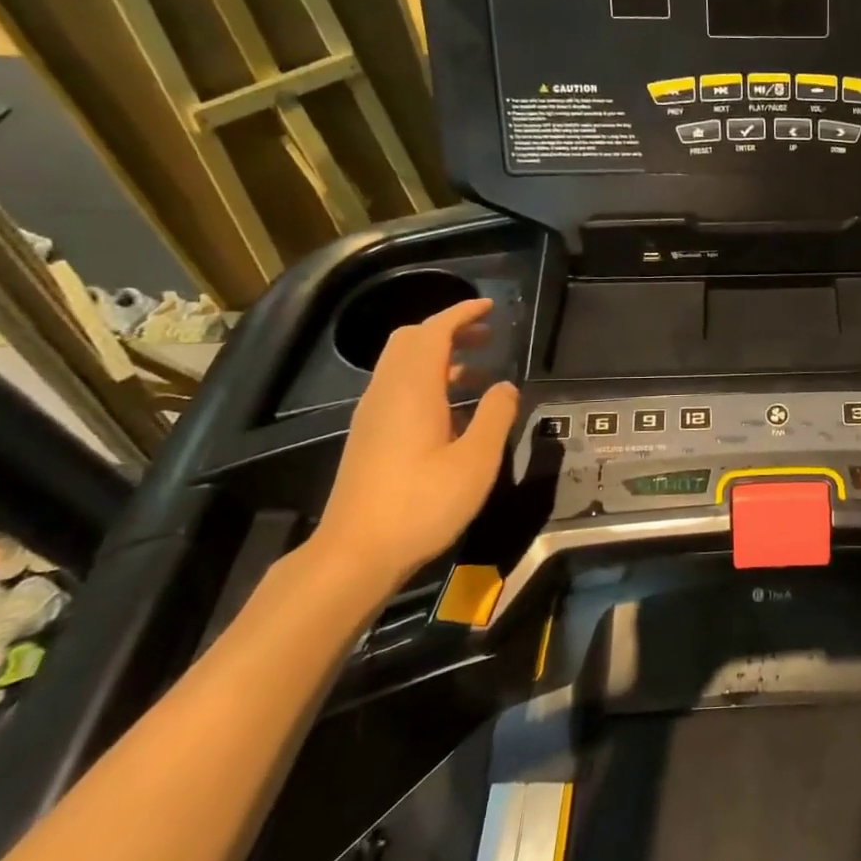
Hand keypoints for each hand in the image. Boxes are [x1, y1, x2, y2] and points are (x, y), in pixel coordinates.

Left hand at [310, 298, 519, 593]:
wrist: (356, 553)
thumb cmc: (422, 504)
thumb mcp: (476, 461)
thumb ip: (496, 416)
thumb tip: (505, 386)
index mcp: (413, 389)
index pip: (434, 332)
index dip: (461, 313)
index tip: (490, 307)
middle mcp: (386, 393)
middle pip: (410, 341)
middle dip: (449, 330)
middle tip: (487, 337)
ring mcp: (372, 415)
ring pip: (402, 365)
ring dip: (439, 357)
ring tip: (478, 373)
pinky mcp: (368, 437)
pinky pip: (397, 389)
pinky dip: (427, 381)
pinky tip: (453, 411)